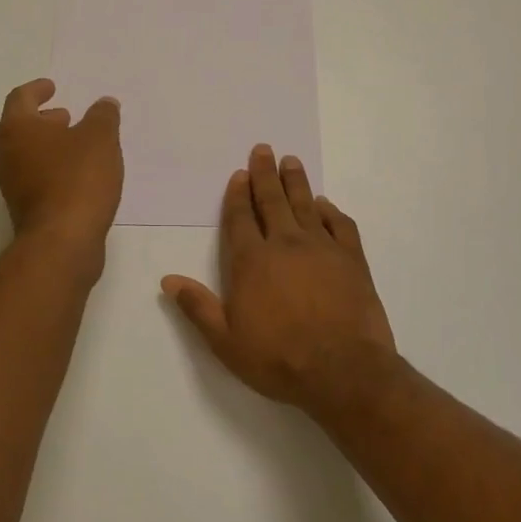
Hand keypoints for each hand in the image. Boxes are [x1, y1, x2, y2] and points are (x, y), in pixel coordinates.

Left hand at [0, 78, 123, 268]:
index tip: (52, 87)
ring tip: (78, 145)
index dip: (37, 89)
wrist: (62, 242)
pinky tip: (79, 175)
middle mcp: (5, 155)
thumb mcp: (100, 138)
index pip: (20, 98)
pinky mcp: (24, 210)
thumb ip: (103, 116)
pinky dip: (53, 169)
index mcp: (16, 130)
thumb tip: (104, 104)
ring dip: (49, 146)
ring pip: (27, 155)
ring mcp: (11, 186)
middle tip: (66, 117)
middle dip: (43, 120)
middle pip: (20, 128)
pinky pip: (36, 178)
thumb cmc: (77, 179)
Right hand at [162, 145, 395, 414]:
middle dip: (265, 174)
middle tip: (263, 150)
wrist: (344, 371)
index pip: (240, 218)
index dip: (237, 195)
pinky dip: (331, 211)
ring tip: (291, 161)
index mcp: (252, 261)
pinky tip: (326, 204)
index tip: (239, 174)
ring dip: (296, 182)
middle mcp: (285, 244)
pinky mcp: (352, 259)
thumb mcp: (226, 341)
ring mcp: (322, 248)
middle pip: (272, 201)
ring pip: (305, 205)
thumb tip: (168, 280)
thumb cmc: (279, 358)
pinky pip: (340, 225)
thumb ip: (198, 307)